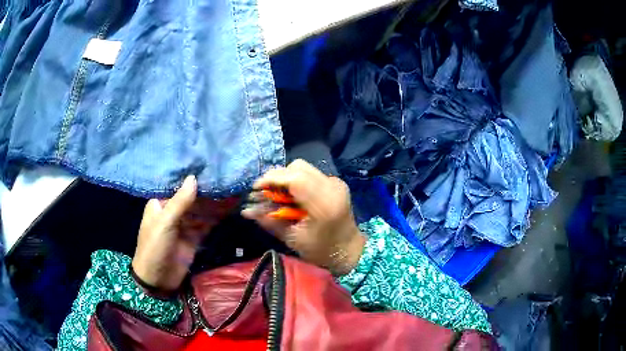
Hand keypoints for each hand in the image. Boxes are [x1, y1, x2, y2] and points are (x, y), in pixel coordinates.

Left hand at [132, 176, 238, 292]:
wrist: (158, 280)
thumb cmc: (154, 247)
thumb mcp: (165, 223)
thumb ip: (180, 202)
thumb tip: (194, 177)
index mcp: (161, 203)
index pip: (178, 185)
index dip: (193, 176)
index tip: (209, 163)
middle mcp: (174, 211)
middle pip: (193, 196)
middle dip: (208, 188)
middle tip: (227, 174)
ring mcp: (185, 224)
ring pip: (202, 209)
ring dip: (216, 201)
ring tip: (234, 187)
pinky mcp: (195, 237)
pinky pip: (208, 223)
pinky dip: (218, 216)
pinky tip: (231, 206)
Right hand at [242, 160, 365, 274]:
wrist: (349, 250)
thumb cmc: (321, 251)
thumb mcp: (293, 239)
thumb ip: (270, 222)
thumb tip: (246, 211)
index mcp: (324, 203)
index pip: (294, 178)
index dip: (271, 179)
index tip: (256, 189)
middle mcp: (332, 186)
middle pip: (297, 167)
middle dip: (276, 178)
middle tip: (265, 194)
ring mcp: (336, 182)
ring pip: (302, 168)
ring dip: (286, 178)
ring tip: (277, 196)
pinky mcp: (335, 183)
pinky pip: (309, 174)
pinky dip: (295, 181)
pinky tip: (291, 196)